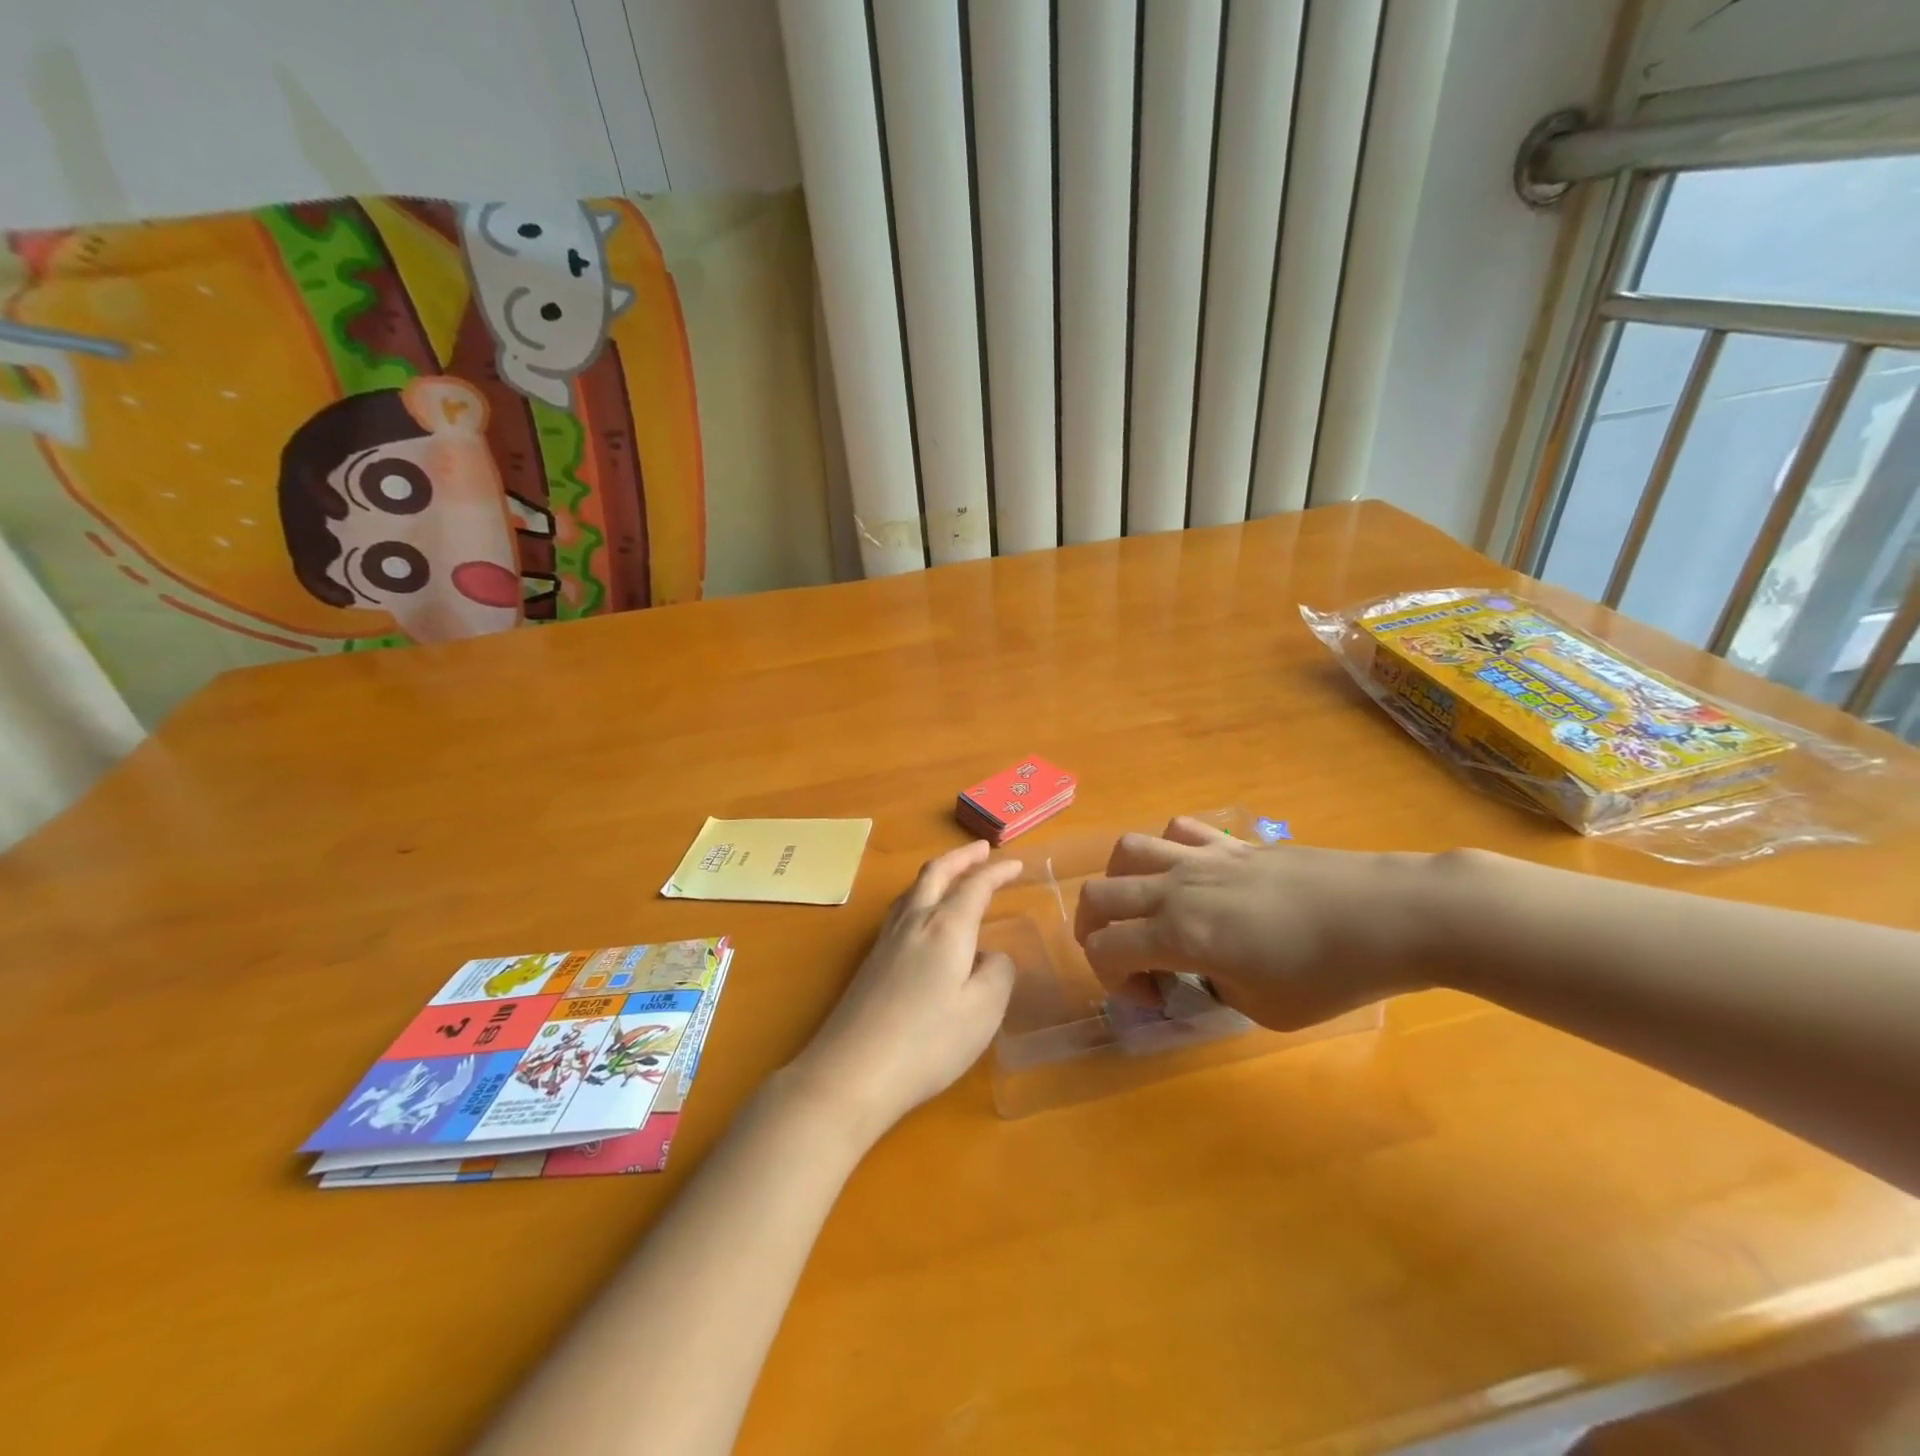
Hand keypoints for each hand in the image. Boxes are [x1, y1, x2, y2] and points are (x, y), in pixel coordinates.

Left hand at [787, 841, 1020, 1141]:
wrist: (852, 1072)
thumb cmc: (928, 1042)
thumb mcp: (983, 1012)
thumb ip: (997, 974)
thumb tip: (990, 956)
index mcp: (946, 927)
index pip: (975, 886)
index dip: (997, 872)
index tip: (1016, 864)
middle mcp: (914, 922)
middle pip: (936, 874)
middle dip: (961, 857)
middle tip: (982, 850)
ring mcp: (886, 940)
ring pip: (912, 888)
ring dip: (937, 873)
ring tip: (951, 875)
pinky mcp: (870, 961)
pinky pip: (899, 909)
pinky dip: (918, 896)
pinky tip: (920, 917)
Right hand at [1073, 817, 1451, 1030]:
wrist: (1390, 915)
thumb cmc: (1331, 975)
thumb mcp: (1265, 1010)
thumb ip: (1216, 989)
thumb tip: (1204, 970)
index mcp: (1179, 935)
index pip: (1104, 948)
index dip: (1110, 979)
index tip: (1151, 998)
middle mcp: (1177, 889)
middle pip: (1098, 894)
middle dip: (1095, 931)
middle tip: (1129, 959)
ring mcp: (1202, 857)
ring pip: (1127, 851)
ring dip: (1119, 883)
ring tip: (1145, 908)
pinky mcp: (1231, 842)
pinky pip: (1177, 831)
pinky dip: (1167, 851)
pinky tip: (1191, 875)